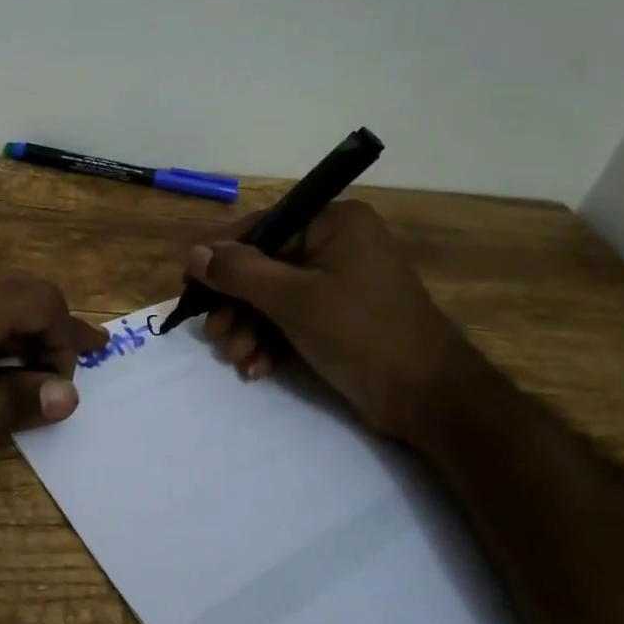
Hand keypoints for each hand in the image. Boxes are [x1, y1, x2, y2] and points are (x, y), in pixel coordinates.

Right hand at [190, 201, 470, 446]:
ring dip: (249, 328)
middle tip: (216, 337)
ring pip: (274, 297)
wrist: (431, 399)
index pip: (262, 227)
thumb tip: (194, 253)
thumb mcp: (294, 300)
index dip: (222, 258)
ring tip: (237, 358)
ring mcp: (339, 282)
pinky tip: (257, 368)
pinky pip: (292, 318)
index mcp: (333, 223)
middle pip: (264, 266)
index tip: (192, 289)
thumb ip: (240, 272)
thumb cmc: (362, 335)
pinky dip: (271, 341)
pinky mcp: (339, 317)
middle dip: (237, 306)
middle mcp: (336, 244)